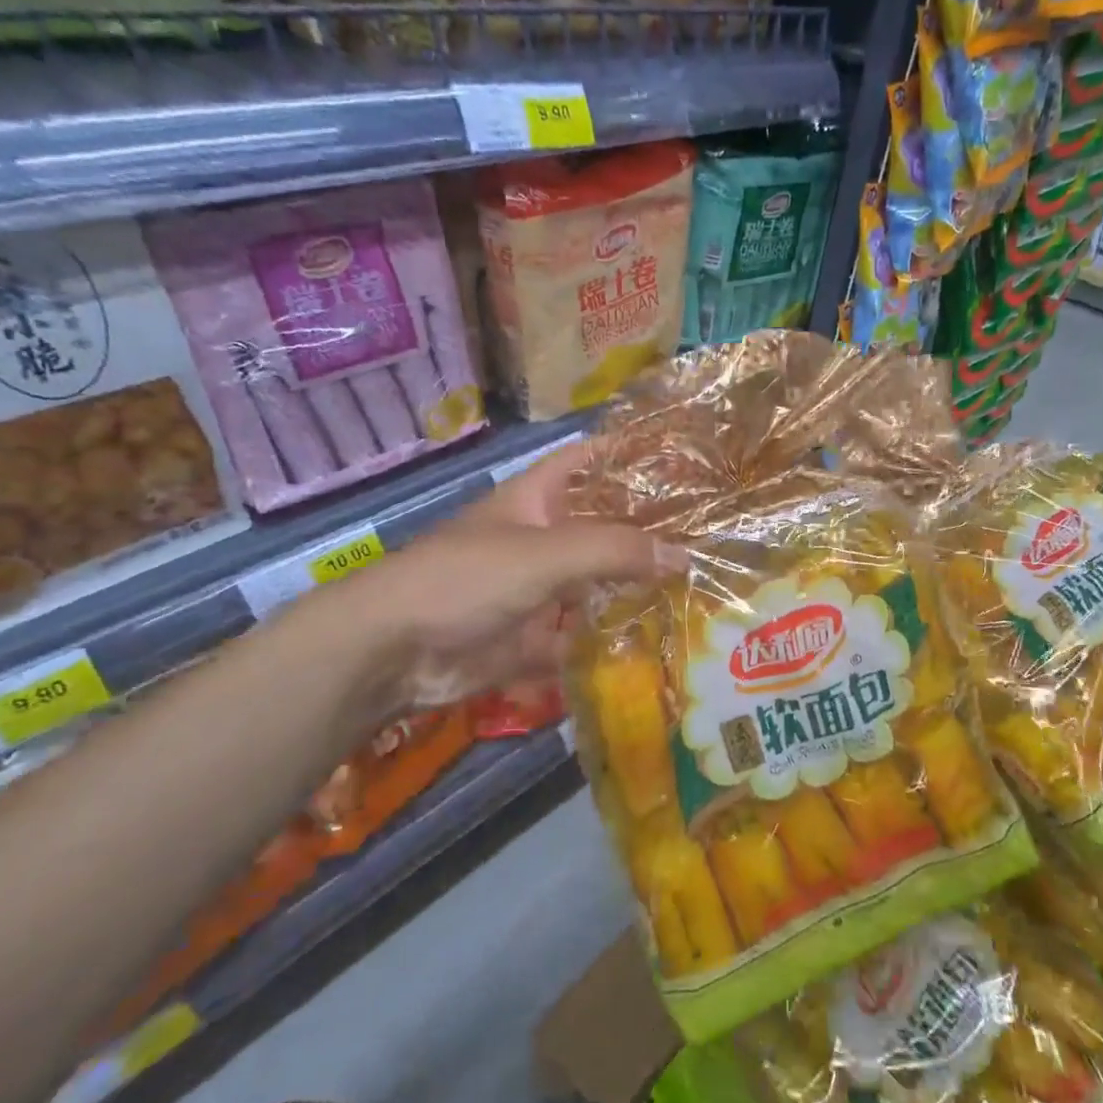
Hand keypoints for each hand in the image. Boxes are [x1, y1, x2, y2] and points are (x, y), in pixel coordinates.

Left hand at [315, 441, 681, 706]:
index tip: (682, 456)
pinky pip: (580, 637)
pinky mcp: (532, 638)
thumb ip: (615, 550)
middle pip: (602, 527)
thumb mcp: (546, 553)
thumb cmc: (466, 578)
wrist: (393, 650)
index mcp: (536, 499)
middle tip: (710, 535)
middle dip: (647, 530)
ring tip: (698, 588)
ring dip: (635, 589)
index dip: (629, 452)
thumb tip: (684, 555)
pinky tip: (658, 644)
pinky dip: (610, 642)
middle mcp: (541, 539)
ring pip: (596, 584)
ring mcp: (536, 590)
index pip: (589, 460)